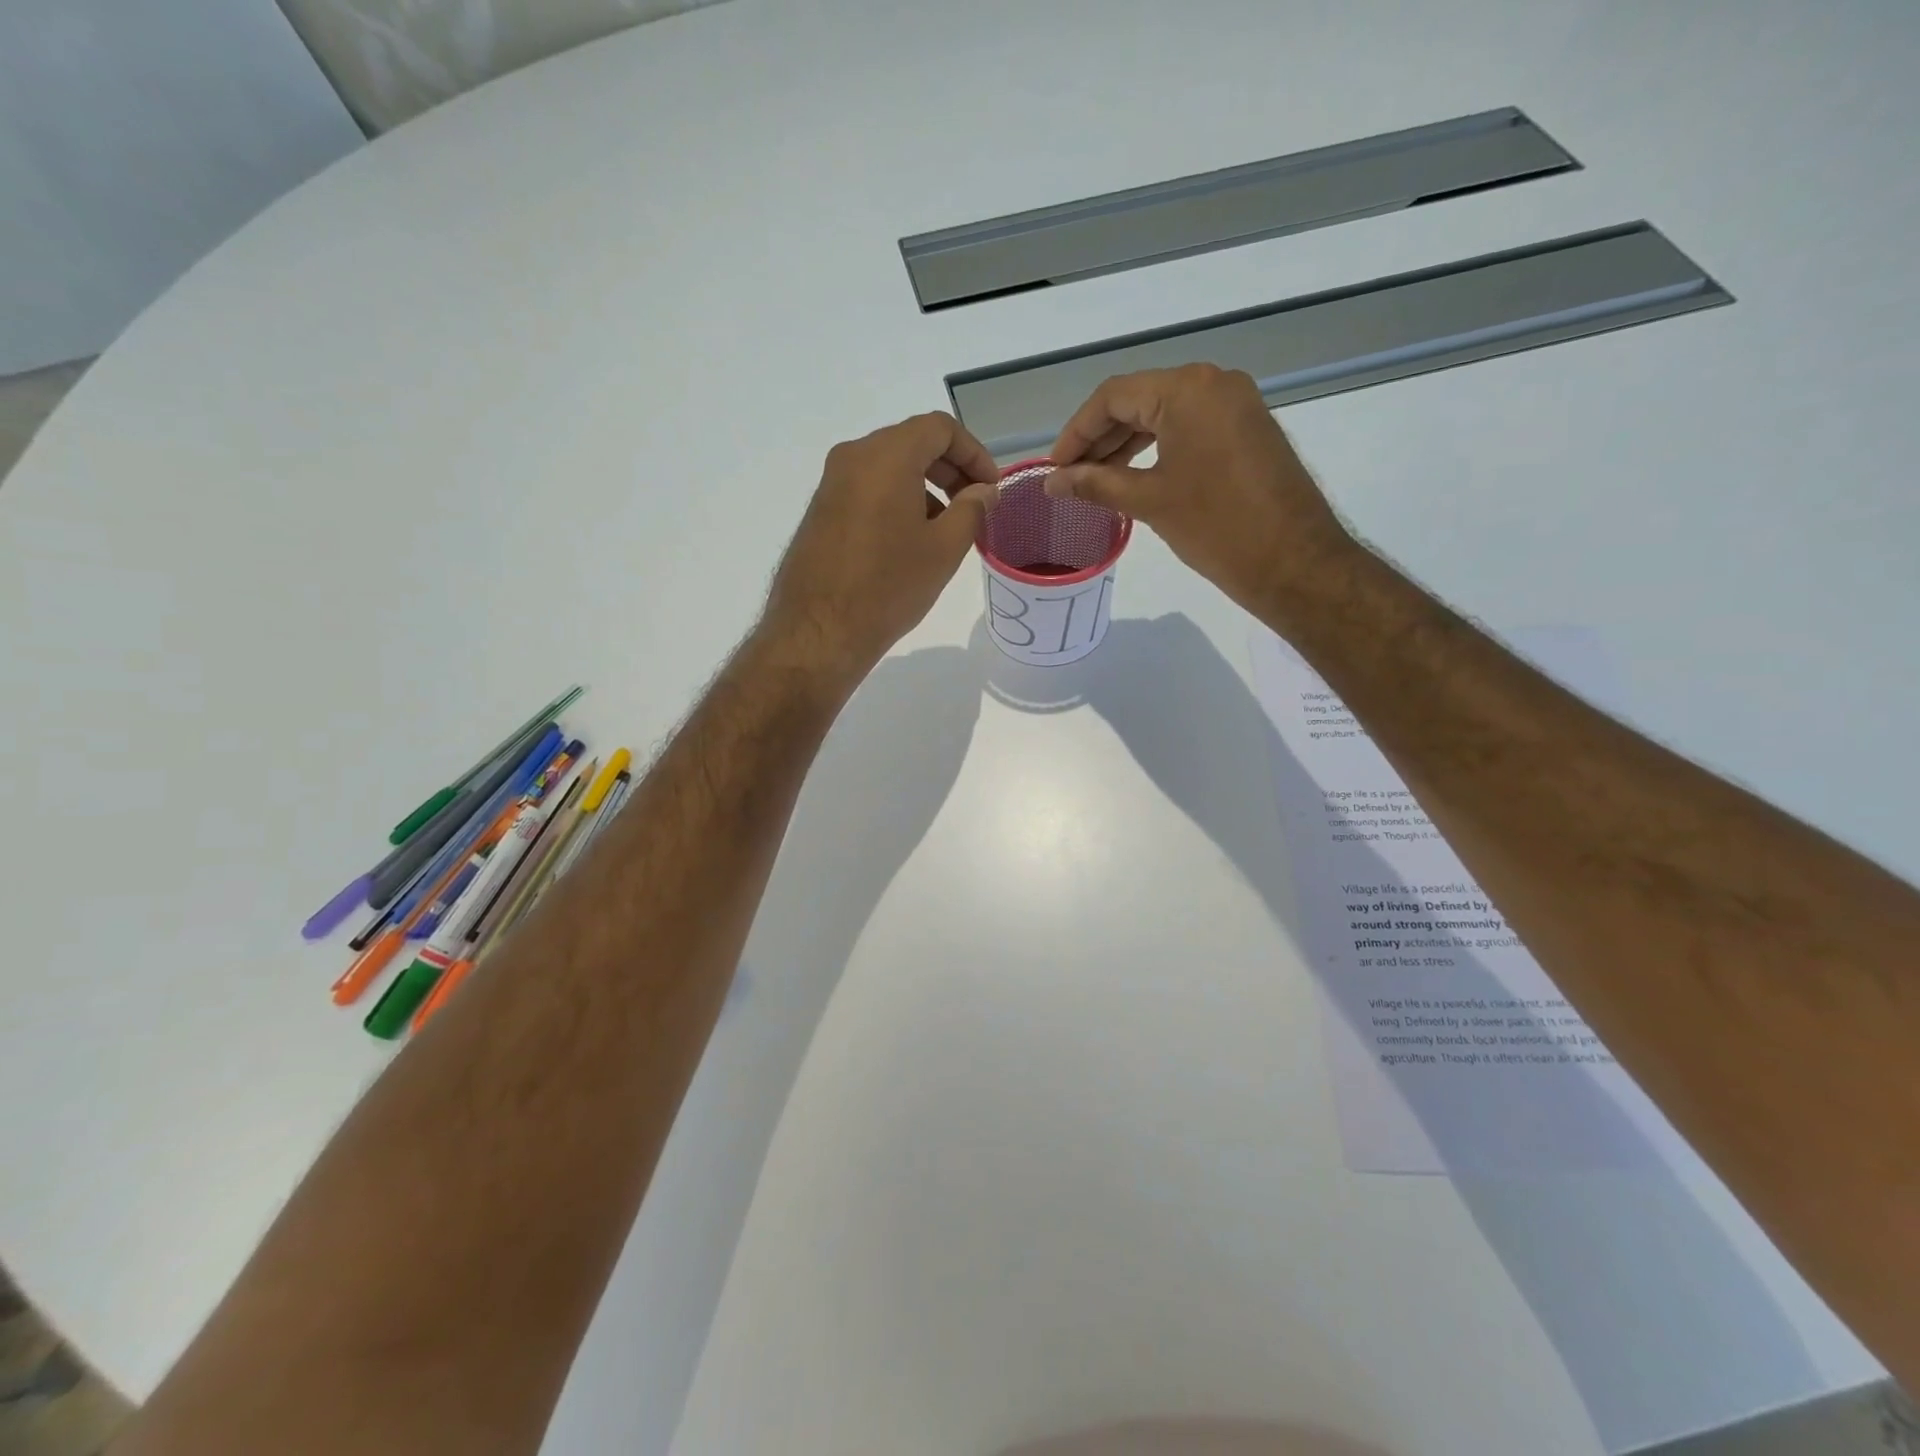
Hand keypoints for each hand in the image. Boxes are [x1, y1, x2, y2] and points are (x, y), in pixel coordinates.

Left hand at [762, 412, 997, 682]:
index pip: (940, 428)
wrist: (819, 631)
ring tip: (946, 528)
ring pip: (889, 466)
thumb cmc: (888, 586)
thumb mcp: (944, 549)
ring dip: (925, 485)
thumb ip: (972, 509)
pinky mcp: (821, 509)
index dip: (974, 453)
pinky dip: (897, 498)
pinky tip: (910, 540)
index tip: (990, 487)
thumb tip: (983, 491)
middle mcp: (853, 457)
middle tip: (974, 504)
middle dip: (950, 468)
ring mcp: (832, 482)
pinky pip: (868, 488)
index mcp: (886, 456)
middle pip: (912, 442)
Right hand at [1045, 365, 1356, 619]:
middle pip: (1140, 400)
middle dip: (1100, 439)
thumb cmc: (1217, 526)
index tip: (1054, 468)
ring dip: (1127, 445)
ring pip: (1166, 414)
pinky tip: (1134, 477)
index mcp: (1188, 389)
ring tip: (1095, 482)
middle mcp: (1214, 383)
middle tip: (1070, 477)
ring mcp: (1236, 405)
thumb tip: (1051, 482)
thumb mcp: (1149, 501)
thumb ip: (1095, 484)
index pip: (1114, 396)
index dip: (1077, 432)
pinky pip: (1191, 428)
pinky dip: (1158, 449)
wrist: (1294, 561)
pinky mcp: (1248, 429)